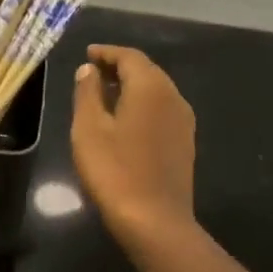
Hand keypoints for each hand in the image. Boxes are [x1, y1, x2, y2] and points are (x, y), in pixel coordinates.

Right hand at [71, 45, 196, 247]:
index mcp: (150, 87)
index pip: (130, 56)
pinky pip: (162, 111)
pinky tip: (126, 120)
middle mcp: (173, 97)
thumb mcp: (89, 129)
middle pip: (147, 71)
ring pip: (157, 91)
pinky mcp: (185, 143)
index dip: (107, 52)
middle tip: (93, 72)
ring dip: (132, 87)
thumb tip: (88, 69)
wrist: (154, 219)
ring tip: (105, 94)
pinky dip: (142, 105)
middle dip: (120, 67)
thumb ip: (87, 93)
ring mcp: (184, 121)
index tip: (88, 53)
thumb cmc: (114, 170)